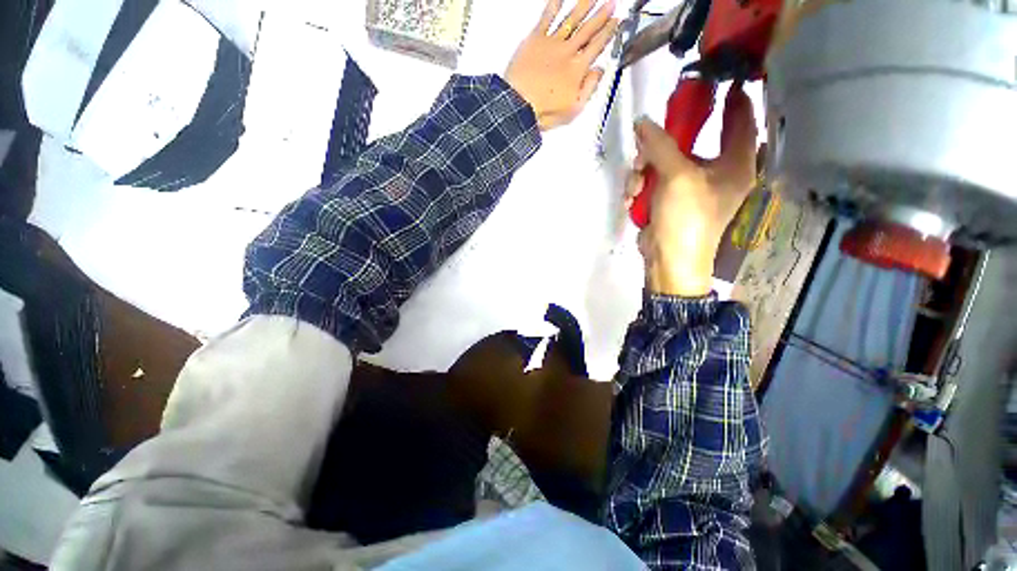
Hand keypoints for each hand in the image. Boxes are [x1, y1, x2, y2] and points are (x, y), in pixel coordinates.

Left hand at [505, 0, 619, 130]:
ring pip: (572, 19)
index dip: (608, 33)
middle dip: (601, 15)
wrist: (519, 104)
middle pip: (588, 29)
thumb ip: (590, 88)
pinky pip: (547, 17)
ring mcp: (551, 43)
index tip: (616, 22)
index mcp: (578, 69)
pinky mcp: (535, 40)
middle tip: (610, 4)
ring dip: (584, 6)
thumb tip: (599, 72)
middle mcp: (568, 52)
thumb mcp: (574, 109)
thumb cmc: (544, 111)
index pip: (598, 46)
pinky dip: (554, 5)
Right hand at [624, 86, 758, 296]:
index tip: (715, 78)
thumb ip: (660, 145)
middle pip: (691, 139)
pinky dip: (639, 187)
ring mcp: (691, 185)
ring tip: (634, 187)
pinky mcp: (670, 198)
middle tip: (645, 145)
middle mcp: (717, 170)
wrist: (669, 261)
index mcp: (735, 162)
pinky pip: (653, 180)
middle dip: (661, 144)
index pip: (740, 118)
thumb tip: (642, 121)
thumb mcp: (675, 177)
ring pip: (664, 160)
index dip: (731, 97)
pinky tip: (632, 199)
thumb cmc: (686, 218)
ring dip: (643, 171)